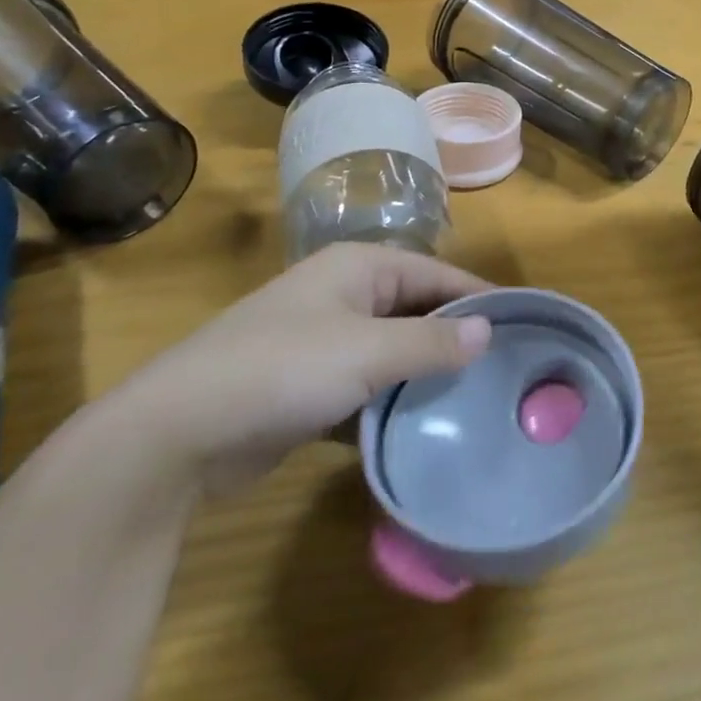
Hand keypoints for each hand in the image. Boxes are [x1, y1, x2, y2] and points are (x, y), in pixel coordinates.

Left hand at [104, 244, 492, 495]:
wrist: (176, 432)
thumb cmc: (282, 369)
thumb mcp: (366, 353)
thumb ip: (431, 344)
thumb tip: (489, 330)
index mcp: (359, 268)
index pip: (436, 275)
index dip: (478, 298)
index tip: (523, 325)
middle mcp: (345, 295)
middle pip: (416, 311)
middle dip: (454, 339)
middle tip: (505, 371)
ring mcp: (324, 341)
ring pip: (392, 352)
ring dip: (424, 375)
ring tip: (476, 402)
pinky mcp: (308, 387)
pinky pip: (366, 386)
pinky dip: (391, 402)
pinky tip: (421, 428)